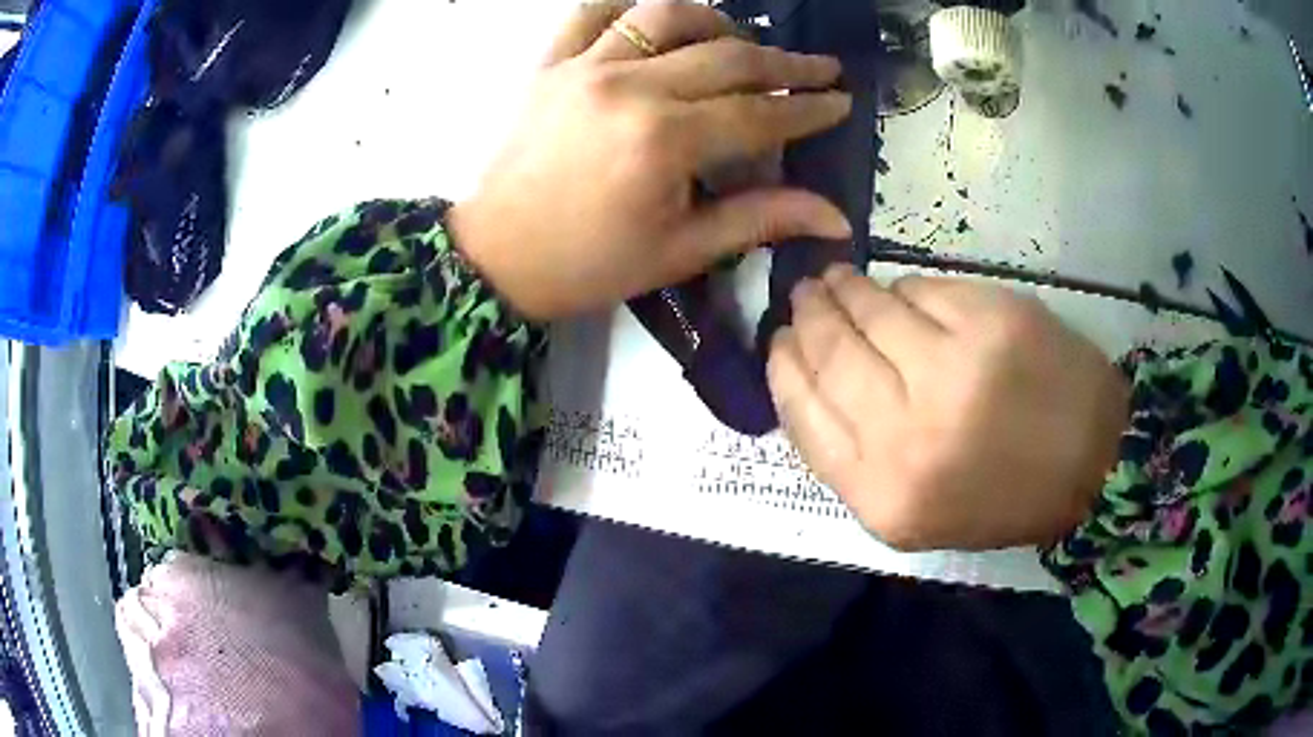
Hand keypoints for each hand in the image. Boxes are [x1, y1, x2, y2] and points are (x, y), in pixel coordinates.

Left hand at [448, 2, 852, 320]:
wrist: (496, 257)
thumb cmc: (590, 264)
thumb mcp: (681, 251)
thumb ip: (761, 219)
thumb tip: (837, 218)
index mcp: (664, 141)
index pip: (759, 112)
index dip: (807, 107)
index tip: (841, 101)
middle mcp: (629, 87)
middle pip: (726, 57)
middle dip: (785, 62)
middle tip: (820, 68)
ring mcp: (584, 66)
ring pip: (665, 16)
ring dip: (715, 22)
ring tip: (740, 42)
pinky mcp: (550, 64)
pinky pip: (591, 12)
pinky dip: (628, 7)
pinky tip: (655, 22)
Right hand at [768, 266, 1129, 550]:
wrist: (1091, 466)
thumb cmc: (1000, 498)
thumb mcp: (911, 513)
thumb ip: (852, 458)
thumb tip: (810, 378)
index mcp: (883, 495)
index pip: (804, 413)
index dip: (783, 367)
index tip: (779, 339)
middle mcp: (910, 435)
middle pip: (832, 354)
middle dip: (809, 315)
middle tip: (804, 293)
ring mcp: (954, 370)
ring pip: (872, 311)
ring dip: (847, 289)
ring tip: (838, 280)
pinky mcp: (992, 322)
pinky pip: (922, 291)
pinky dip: (903, 289)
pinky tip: (899, 293)